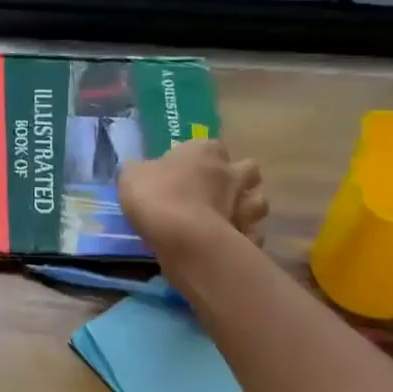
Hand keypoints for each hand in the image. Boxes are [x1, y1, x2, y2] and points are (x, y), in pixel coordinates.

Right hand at [118, 139, 267, 256]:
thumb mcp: (132, 176)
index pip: (212, 146)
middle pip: (248, 170)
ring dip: (248, 209)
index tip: (189, 172)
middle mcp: (232, 172)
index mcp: (205, 151)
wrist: (182, 237)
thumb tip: (139, 170)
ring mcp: (246, 205)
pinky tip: (229, 245)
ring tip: (229, 221)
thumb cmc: (156, 196)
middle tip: (218, 194)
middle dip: (238, 180)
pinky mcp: (249, 235)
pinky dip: (245, 239)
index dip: (202, 158)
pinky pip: (253, 235)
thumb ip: (140, 170)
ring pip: (260, 202)